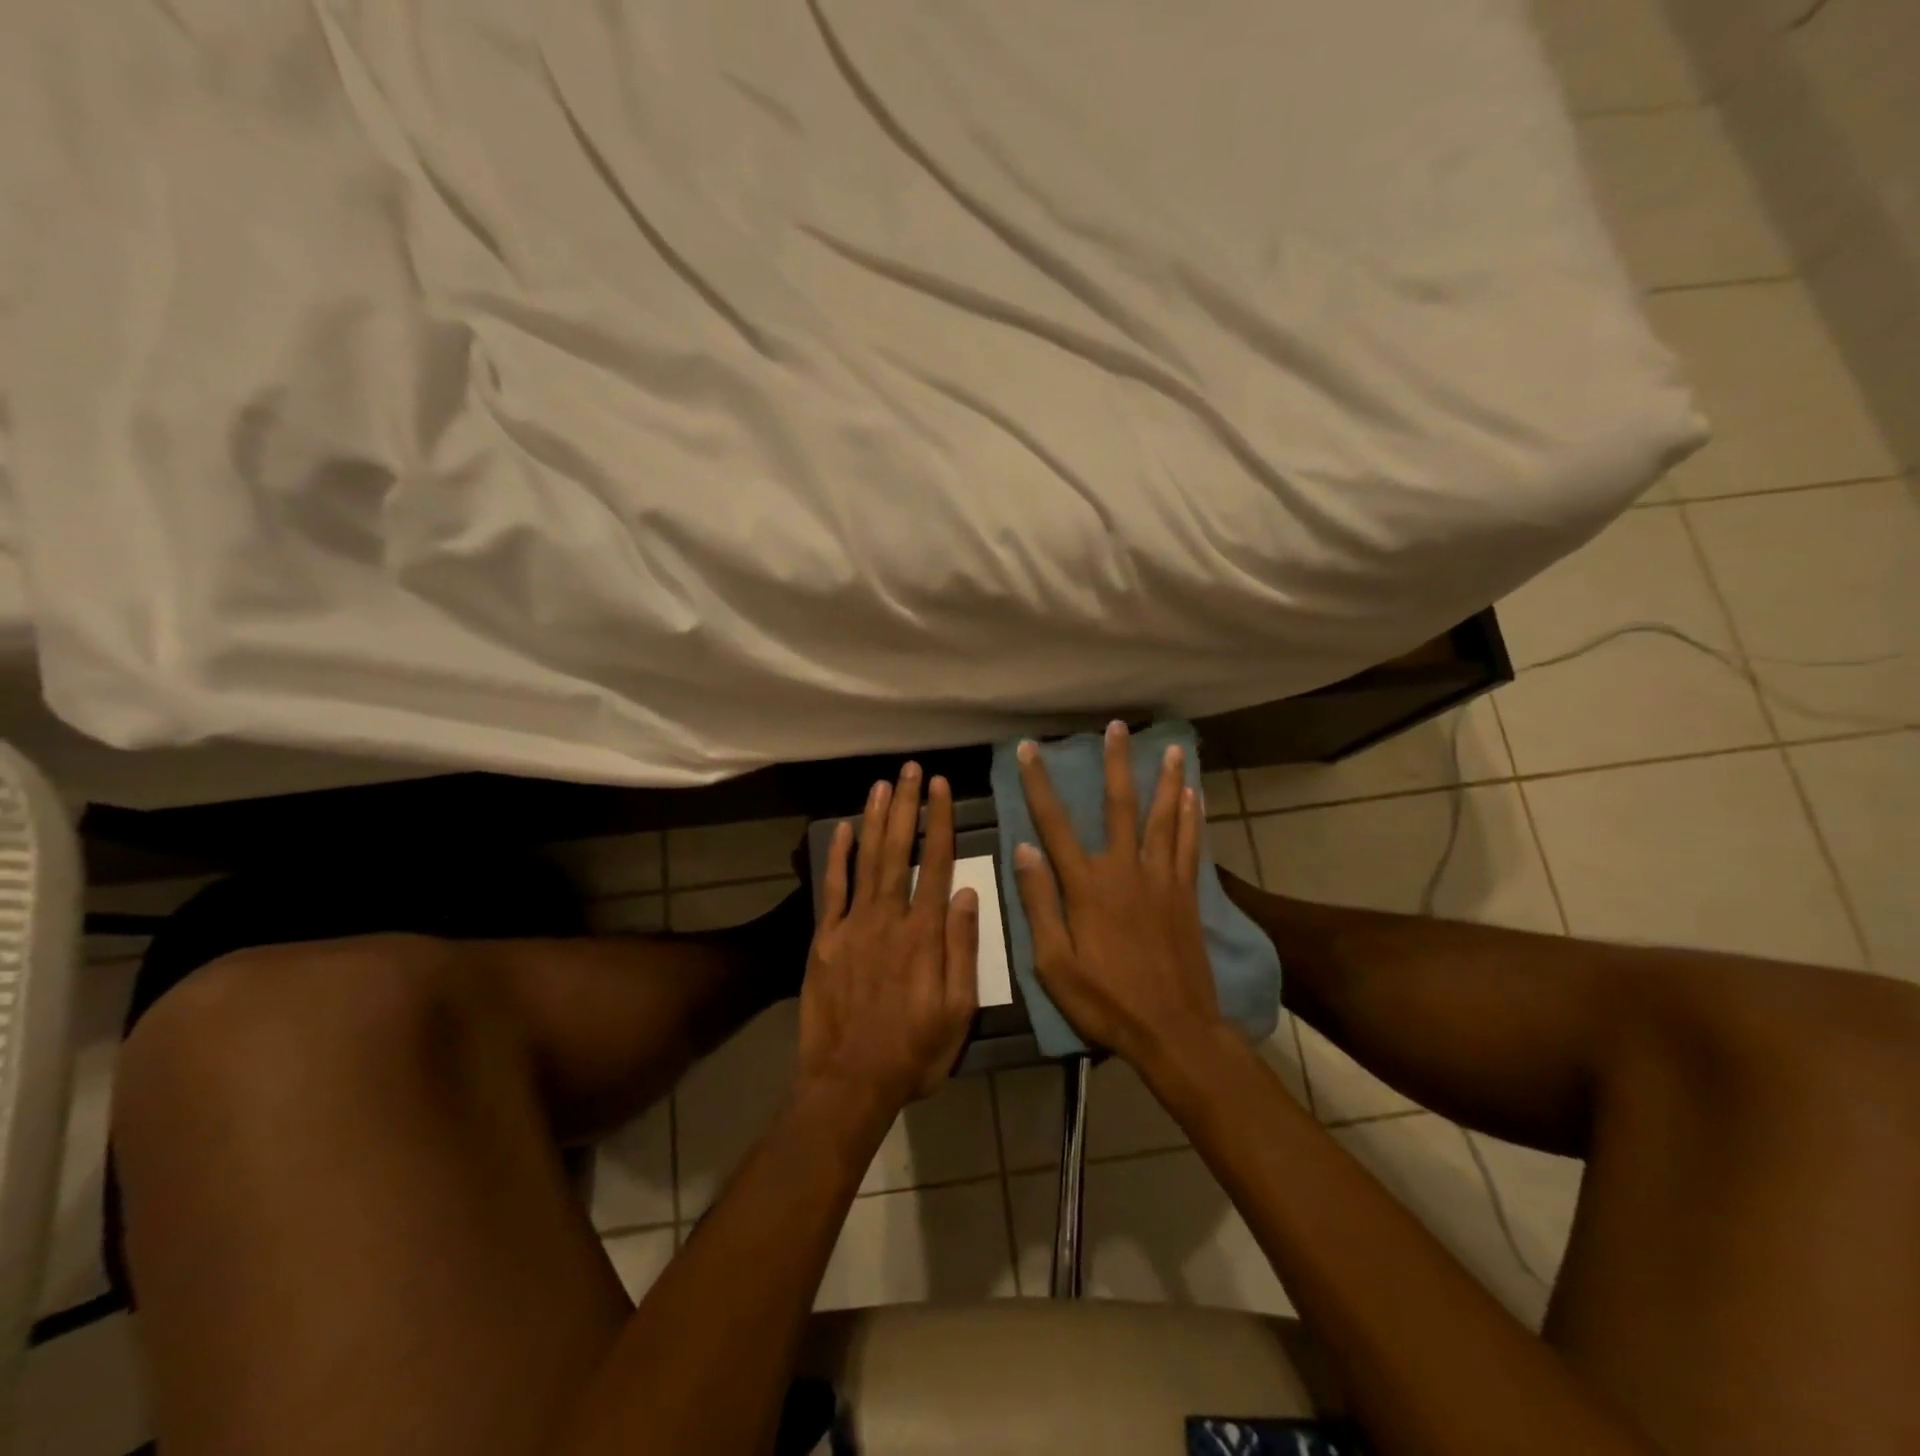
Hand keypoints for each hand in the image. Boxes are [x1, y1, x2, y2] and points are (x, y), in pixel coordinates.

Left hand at [797, 764, 979, 1117]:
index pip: (938, 864)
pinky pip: (832, 890)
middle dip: (907, 806)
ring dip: (876, 819)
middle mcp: (889, 918)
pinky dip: (837, 857)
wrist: (849, 1082)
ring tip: (882, 784)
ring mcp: (853, 926)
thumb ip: (963, 949)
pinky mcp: (825, 940)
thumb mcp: (958, 1010)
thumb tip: (969, 894)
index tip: (941, 787)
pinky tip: (842, 828)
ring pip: (868, 860)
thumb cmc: (914, 1051)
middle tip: (910, 769)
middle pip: (900, 851)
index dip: (940, 822)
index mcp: (925, 934)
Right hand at [1012, 723, 1222, 1066]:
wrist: (1174, 1030)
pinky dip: (1191, 818)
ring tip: (1171, 748)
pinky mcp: (1187, 895)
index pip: (1054, 824)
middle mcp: (1125, 871)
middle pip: (1119, 806)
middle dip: (1116, 764)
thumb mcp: (1054, 963)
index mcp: (1086, 886)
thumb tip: (1024, 849)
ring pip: (1163, 818)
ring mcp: (1161, 880)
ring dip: (1166, 780)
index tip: (1029, 749)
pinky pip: (1190, 846)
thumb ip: (1040, 903)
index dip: (1039, 784)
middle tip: (1117, 727)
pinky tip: (1194, 796)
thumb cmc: (1105, 1001)